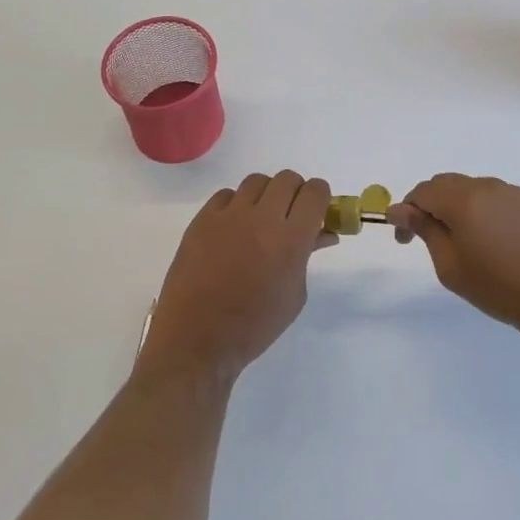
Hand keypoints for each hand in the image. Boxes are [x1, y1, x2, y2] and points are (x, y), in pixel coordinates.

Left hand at [136, 172, 335, 383]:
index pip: (315, 192)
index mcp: (291, 240)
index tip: (318, 209)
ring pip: (257, 181)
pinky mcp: (202, 219)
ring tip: (260, 220)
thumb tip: (321, 233)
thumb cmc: (255, 326)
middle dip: (295, 193)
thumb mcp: (294, 295)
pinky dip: (236, 205)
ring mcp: (229, 216)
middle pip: (287, 179)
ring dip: (266, 195)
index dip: (321, 196)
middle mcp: (261, 219)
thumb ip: (307, 255)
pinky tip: (233, 228)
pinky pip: (226, 195)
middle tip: (291, 215)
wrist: (198, 340)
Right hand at [387, 175, 519, 338]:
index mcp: (464, 199)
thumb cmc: (498, 287)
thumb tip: (399, 209)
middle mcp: (489, 186)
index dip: (407, 211)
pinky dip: (490, 214)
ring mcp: (517, 193)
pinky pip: (503, 201)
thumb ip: (424, 230)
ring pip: (477, 191)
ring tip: (469, 243)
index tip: (405, 238)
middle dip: (433, 206)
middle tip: (430, 238)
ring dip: (463, 209)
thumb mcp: (450, 266)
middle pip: (449, 185)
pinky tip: (499, 243)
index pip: (423, 191)